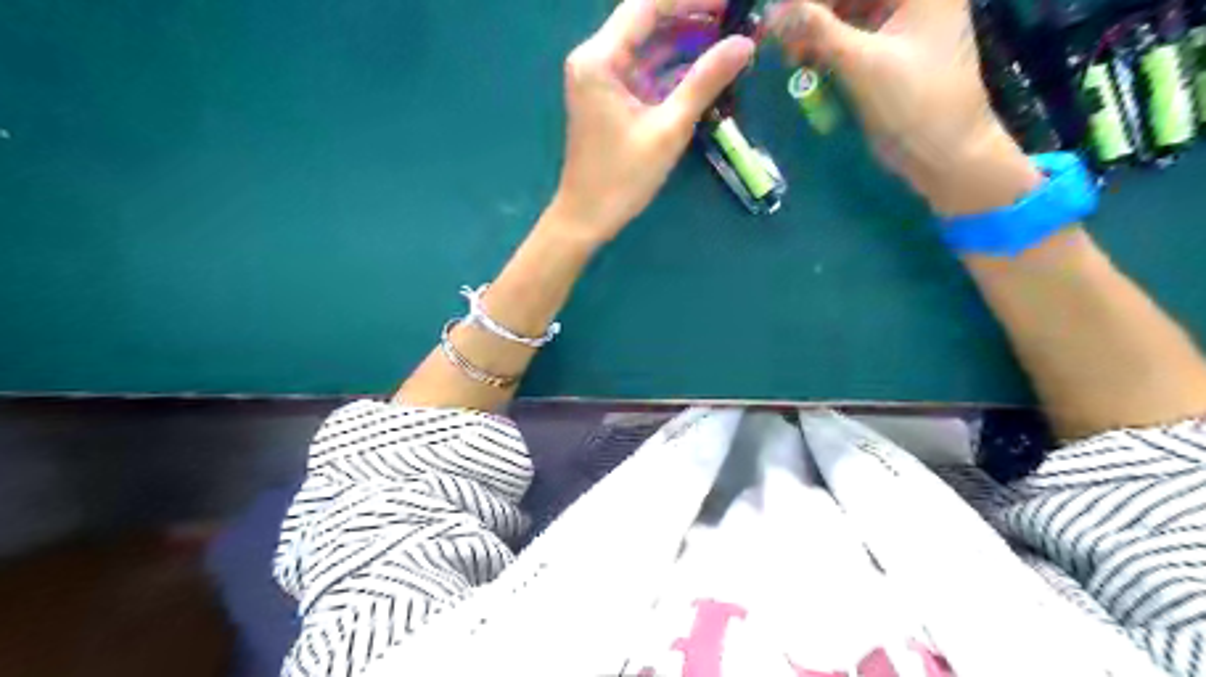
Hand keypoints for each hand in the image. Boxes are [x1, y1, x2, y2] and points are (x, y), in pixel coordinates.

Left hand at [550, 0, 751, 241]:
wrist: (586, 218)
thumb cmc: (622, 178)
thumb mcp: (668, 129)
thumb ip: (704, 82)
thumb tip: (745, 43)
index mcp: (600, 59)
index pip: (647, 6)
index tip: (732, 0)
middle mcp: (595, 59)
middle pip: (647, 20)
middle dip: (692, 16)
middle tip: (737, 18)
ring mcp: (601, 78)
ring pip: (648, 45)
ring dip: (686, 41)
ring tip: (730, 37)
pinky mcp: (609, 97)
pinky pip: (644, 70)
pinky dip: (673, 67)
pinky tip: (705, 66)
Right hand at [771, 0, 1035, 213]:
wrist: (946, 153)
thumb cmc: (913, 104)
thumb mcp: (862, 64)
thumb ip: (817, 31)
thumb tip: (773, 13)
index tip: (778, 17)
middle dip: (814, 11)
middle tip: (781, 39)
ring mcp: (904, 21)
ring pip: (850, 10)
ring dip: (817, 29)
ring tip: (791, 55)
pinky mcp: (893, 49)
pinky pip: (853, 34)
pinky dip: (828, 46)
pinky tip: (807, 61)